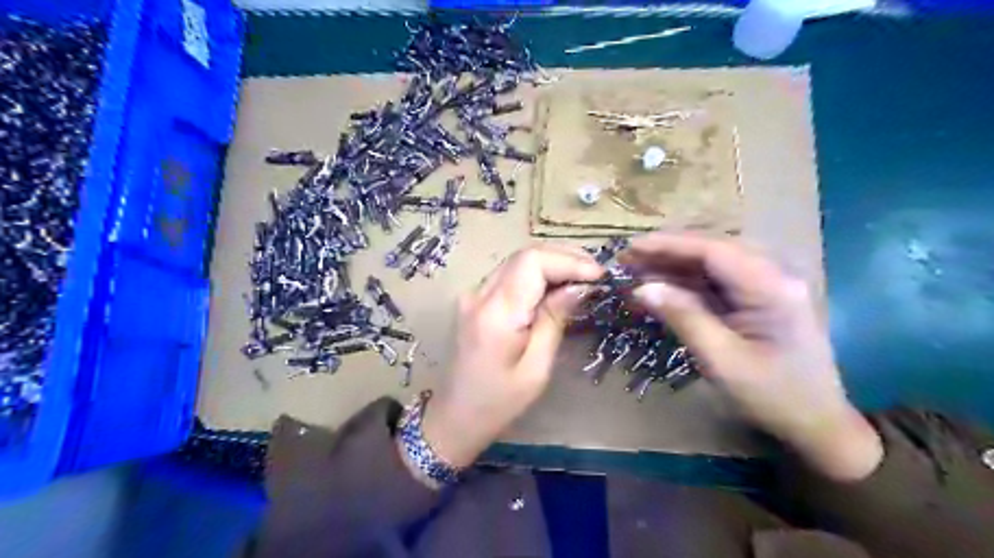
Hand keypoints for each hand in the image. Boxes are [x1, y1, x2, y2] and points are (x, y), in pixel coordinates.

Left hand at [421, 246, 605, 469]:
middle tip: (596, 273)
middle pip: (525, 255)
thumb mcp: (537, 368)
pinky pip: (509, 274)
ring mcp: (472, 294)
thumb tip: (579, 286)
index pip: (532, 261)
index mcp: (495, 313)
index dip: (569, 260)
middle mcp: (479, 294)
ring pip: (517, 261)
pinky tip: (556, 286)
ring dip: (551, 262)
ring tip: (583, 277)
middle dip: (564, 257)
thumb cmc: (499, 402)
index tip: (599, 275)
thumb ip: (555, 320)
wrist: (455, 415)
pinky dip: (536, 273)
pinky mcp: (474, 299)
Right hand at [619, 234, 879, 481]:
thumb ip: (683, 317)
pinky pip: (718, 281)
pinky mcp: (759, 299)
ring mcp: (768, 286)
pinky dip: (687, 282)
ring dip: (675, 265)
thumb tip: (642, 289)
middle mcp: (774, 275)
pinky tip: (662, 286)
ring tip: (637, 269)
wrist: (816, 424)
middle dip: (668, 251)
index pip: (714, 250)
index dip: (669, 245)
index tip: (632, 247)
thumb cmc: (772, 396)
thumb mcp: (722, 360)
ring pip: (713, 263)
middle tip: (629, 258)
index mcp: (772, 287)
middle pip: (713, 250)